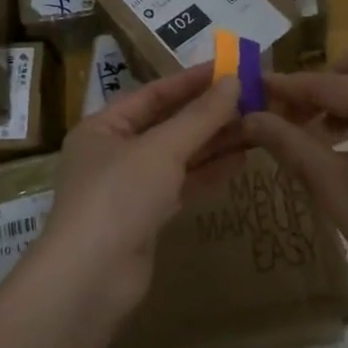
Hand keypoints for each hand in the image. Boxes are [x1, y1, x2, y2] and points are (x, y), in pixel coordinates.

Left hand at [39, 63, 243, 320]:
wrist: (91, 278)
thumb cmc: (118, 197)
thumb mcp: (161, 149)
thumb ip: (199, 116)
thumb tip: (233, 81)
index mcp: (103, 126)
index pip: (153, 94)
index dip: (192, 80)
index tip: (232, 68)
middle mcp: (113, 152)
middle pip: (167, 124)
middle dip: (208, 113)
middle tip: (253, 99)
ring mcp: (129, 188)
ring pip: (177, 156)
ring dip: (213, 143)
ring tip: (256, 127)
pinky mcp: (145, 218)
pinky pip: (180, 186)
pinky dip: (207, 173)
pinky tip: (240, 162)